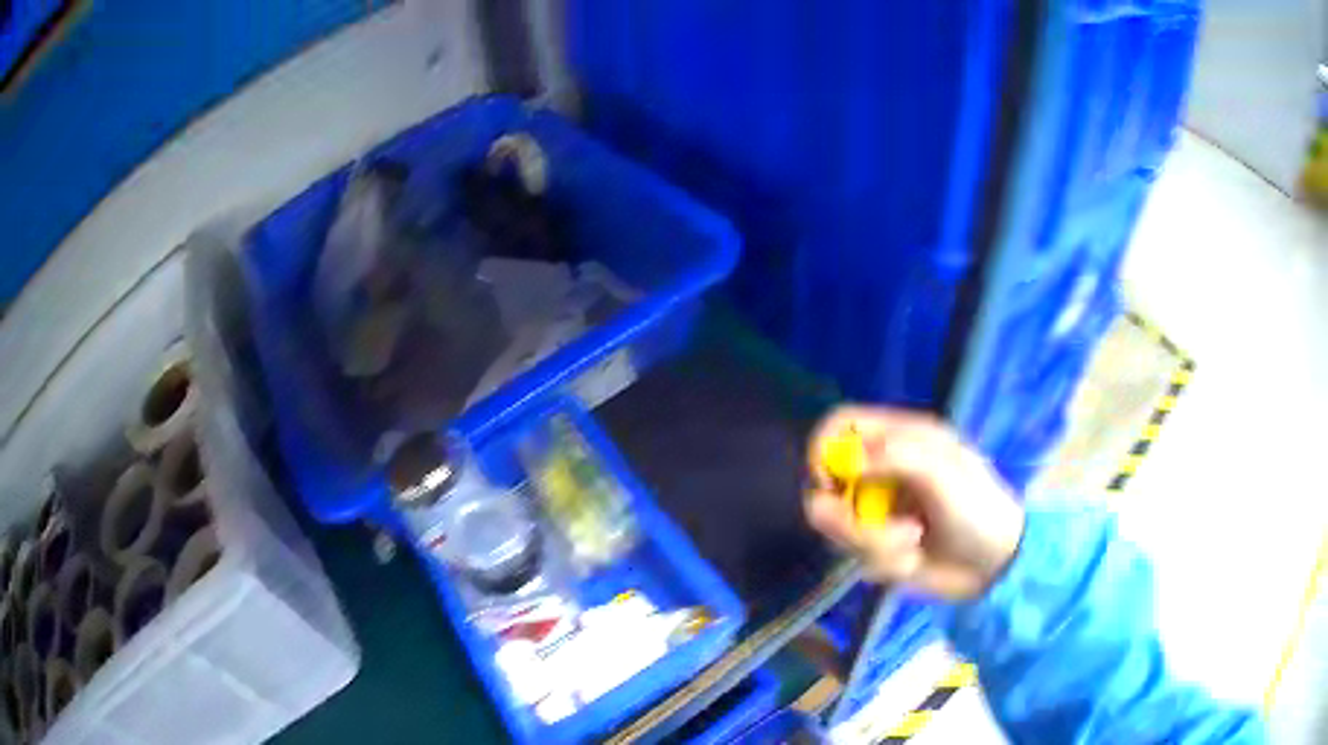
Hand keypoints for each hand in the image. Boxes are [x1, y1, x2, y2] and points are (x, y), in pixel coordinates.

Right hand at [805, 406, 1024, 599]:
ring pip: (838, 527)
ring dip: (874, 542)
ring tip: (913, 544)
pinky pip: (856, 556)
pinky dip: (885, 562)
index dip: (823, 448)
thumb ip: (896, 455)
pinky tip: (914, 560)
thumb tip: (846, 460)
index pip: (840, 425)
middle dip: (848, 516)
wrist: (995, 567)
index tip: (828, 483)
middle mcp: (880, 473)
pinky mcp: (876, 548)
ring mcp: (876, 512)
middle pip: (828, 485)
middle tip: (876, 529)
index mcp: (899, 439)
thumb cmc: (978, 508)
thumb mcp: (944, 474)